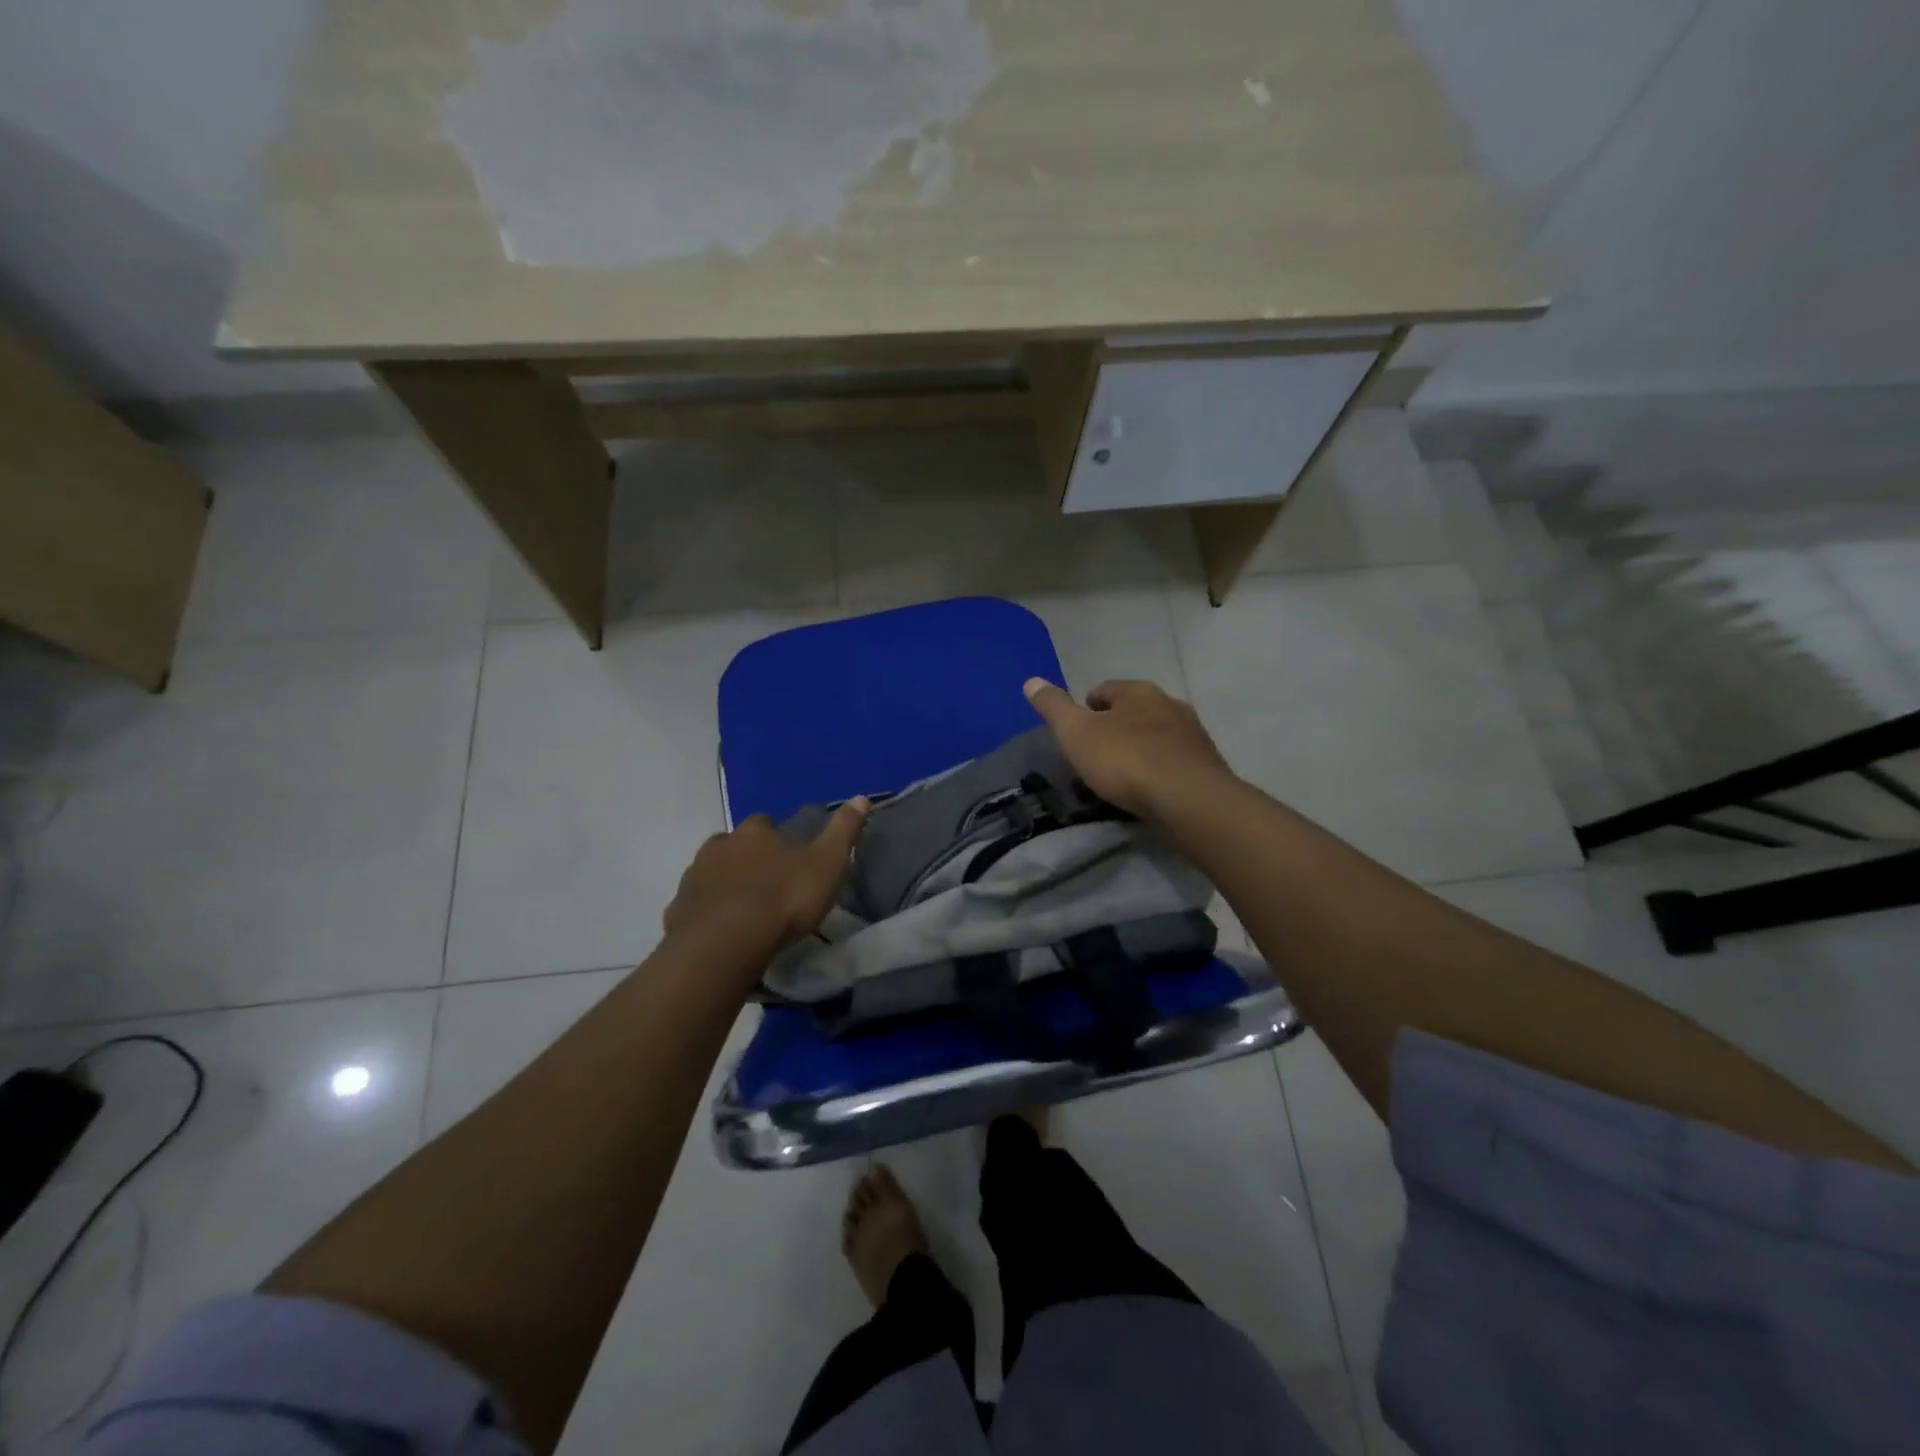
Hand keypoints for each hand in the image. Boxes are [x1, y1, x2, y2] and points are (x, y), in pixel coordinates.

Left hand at [663, 799, 869, 959]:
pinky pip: (695, 906)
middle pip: (733, 845)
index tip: (789, 854)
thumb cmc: (782, 899)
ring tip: (745, 909)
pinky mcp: (678, 911)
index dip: (777, 836)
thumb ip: (843, 831)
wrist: (724, 945)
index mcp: (754, 832)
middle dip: (747, 858)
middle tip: (767, 882)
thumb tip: (861, 797)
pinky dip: (708, 913)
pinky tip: (722, 931)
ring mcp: (694, 878)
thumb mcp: (826, 864)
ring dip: (726, 884)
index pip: (765, 822)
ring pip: (711, 873)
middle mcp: (719, 846)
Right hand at [1024, 678, 1231, 817]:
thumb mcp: (1077, 734)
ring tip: (1124, 773)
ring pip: (1158, 734)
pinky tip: (1151, 788)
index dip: (1088, 707)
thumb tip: (1031, 681)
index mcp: (1137, 691)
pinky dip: (1161, 767)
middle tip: (1098, 752)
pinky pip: (1175, 759)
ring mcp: (1193, 733)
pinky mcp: (1207, 763)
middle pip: (1135, 710)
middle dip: (1117, 726)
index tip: (1078, 729)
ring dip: (1141, 746)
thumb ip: (1054, 707)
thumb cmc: (1126, 760)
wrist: (1189, 799)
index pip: (1106, 689)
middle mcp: (1169, 703)